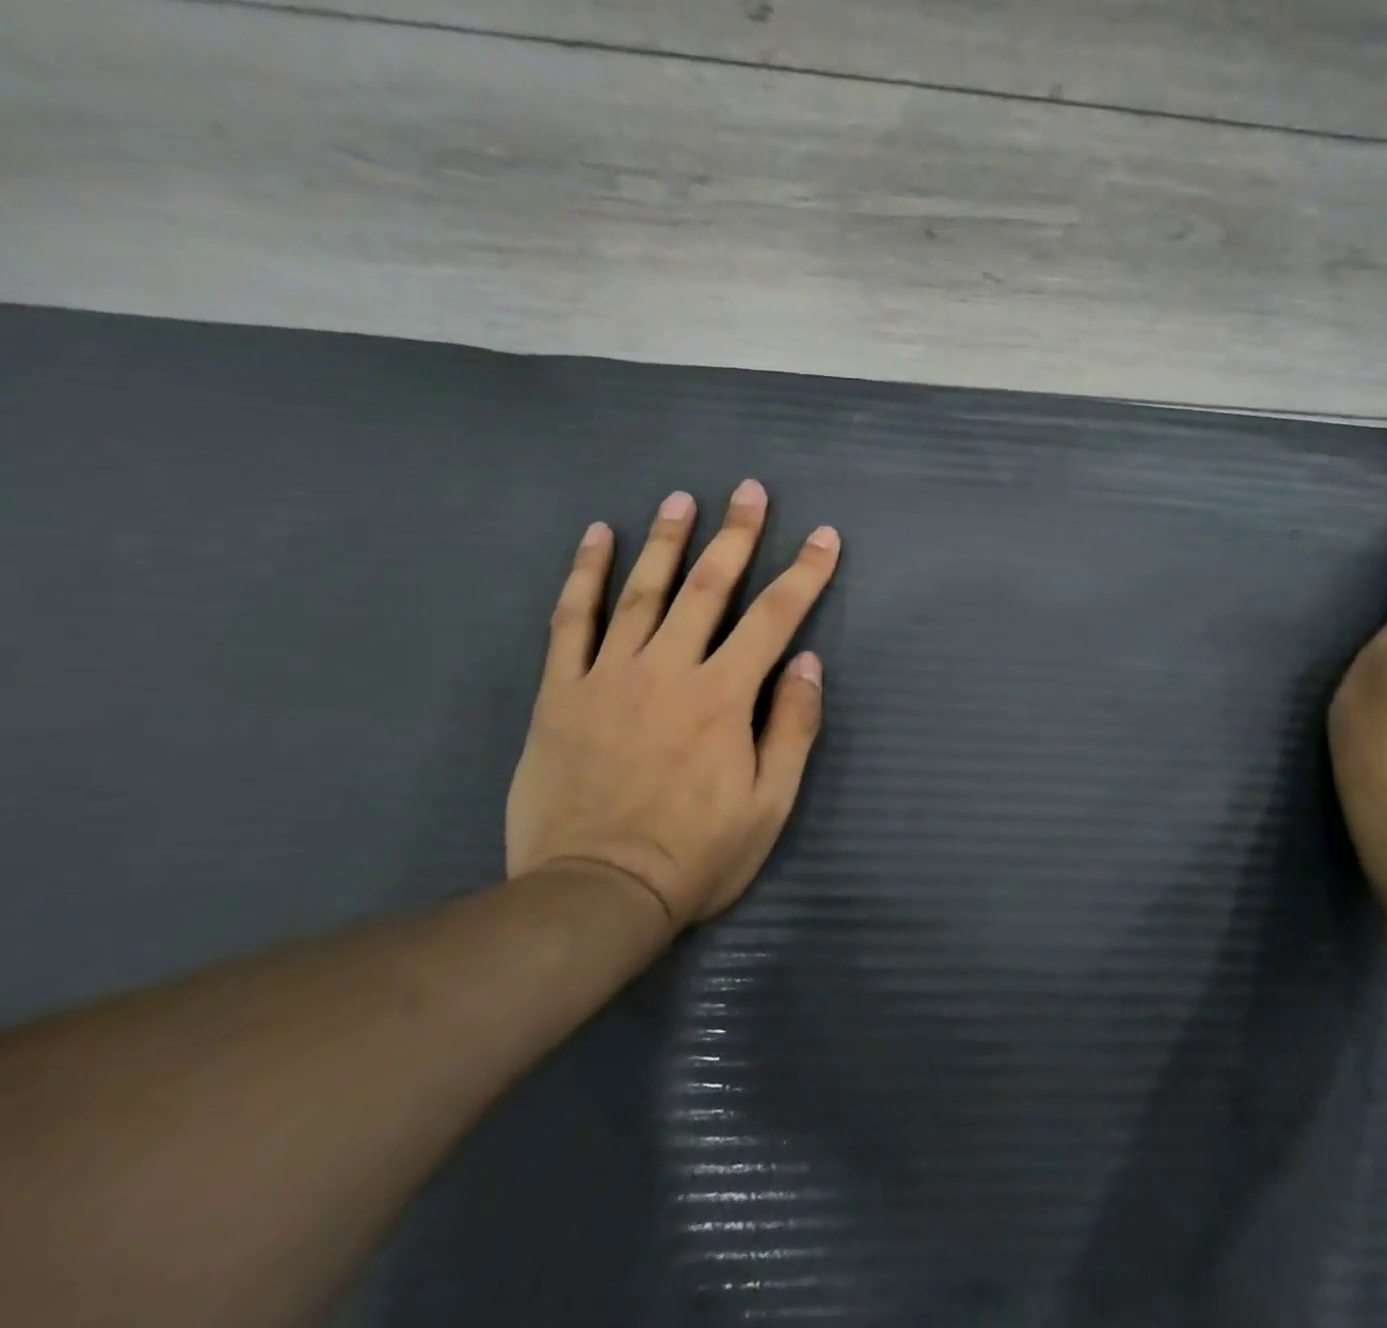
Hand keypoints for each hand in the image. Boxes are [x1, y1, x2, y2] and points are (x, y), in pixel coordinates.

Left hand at [505, 480, 840, 931]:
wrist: (595, 896)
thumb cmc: (696, 855)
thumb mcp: (770, 804)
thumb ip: (792, 727)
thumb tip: (806, 662)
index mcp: (723, 697)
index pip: (774, 618)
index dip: (805, 573)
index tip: (824, 537)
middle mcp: (668, 671)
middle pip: (707, 588)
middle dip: (735, 535)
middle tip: (749, 490)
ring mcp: (609, 676)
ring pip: (641, 592)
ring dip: (665, 540)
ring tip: (681, 499)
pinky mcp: (561, 693)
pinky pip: (571, 622)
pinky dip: (584, 576)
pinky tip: (596, 538)